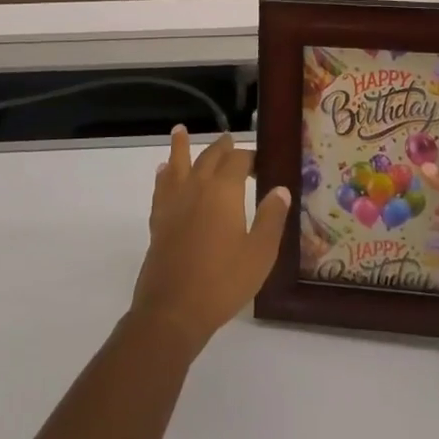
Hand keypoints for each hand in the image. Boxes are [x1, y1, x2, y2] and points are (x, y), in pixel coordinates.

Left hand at [130, 126, 290, 357]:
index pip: (238, 161)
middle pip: (208, 157)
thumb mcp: (260, 253)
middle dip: (221, 147)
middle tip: (229, 139)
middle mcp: (196, 187)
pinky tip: (164, 171)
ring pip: (178, 164)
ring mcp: (174, 202)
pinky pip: (161, 187)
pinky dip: (164, 174)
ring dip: (181, 146)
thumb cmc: (223, 281)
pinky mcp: (158, 219)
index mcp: (224, 191)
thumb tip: (280, 189)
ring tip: (180, 130)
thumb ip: (271, 218)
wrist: (174, 309)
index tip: (261, 162)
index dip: (250, 157)